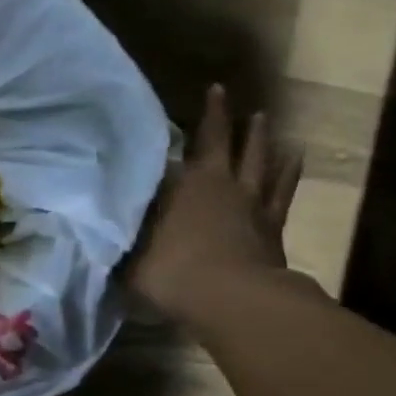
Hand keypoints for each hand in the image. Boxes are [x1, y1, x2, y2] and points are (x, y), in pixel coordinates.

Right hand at [131, 85, 302, 323]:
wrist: (233, 301)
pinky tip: (294, 157)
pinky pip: (283, 191)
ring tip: (263, 119)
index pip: (184, 145)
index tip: (199, 95)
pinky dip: (288, 172)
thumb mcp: (131, 257)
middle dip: (222, 118)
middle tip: (223, 93)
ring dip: (260, 139)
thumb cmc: (173, 272)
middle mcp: (220, 185)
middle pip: (226, 143)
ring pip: (259, 161)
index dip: (189, 122)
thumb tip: (102, 227)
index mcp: (186, 185)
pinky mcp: (274, 228)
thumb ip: (122, 239)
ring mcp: (252, 205)